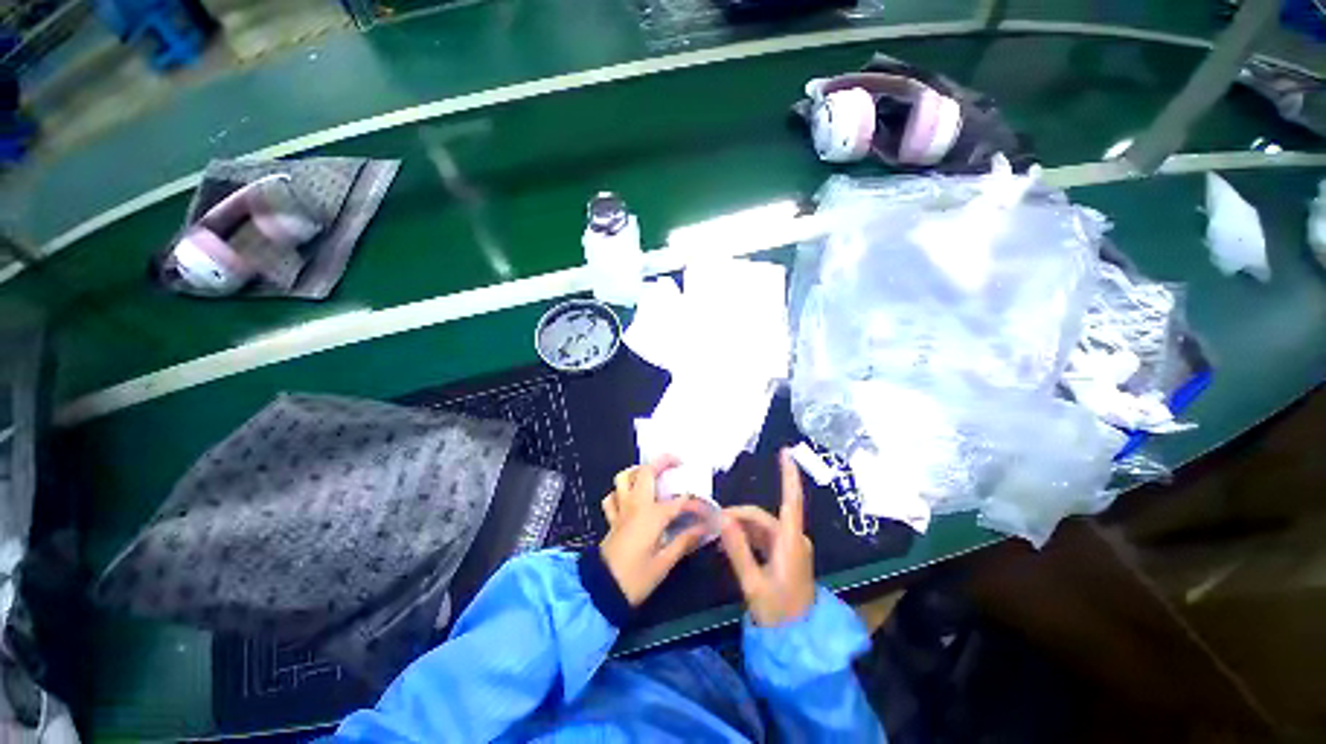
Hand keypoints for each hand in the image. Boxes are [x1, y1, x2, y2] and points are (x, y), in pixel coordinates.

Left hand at [600, 456, 710, 606]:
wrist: (602, 592)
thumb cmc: (636, 579)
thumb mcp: (664, 562)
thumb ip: (685, 540)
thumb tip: (705, 528)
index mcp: (652, 514)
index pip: (680, 501)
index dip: (696, 503)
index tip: (709, 511)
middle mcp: (635, 504)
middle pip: (647, 471)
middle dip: (663, 462)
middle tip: (678, 463)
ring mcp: (621, 509)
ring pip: (625, 477)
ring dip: (639, 471)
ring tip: (653, 474)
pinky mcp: (612, 519)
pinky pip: (613, 496)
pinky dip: (621, 491)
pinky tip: (631, 497)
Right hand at [719, 448, 815, 626]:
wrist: (798, 641)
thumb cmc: (778, 613)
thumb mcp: (753, 583)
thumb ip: (737, 549)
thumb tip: (722, 518)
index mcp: (791, 542)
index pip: (791, 501)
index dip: (789, 476)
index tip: (786, 452)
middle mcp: (794, 539)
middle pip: (763, 517)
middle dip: (738, 516)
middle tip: (713, 524)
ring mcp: (791, 548)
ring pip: (761, 527)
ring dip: (741, 528)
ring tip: (718, 535)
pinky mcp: (786, 555)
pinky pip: (764, 538)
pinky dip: (747, 538)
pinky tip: (731, 544)